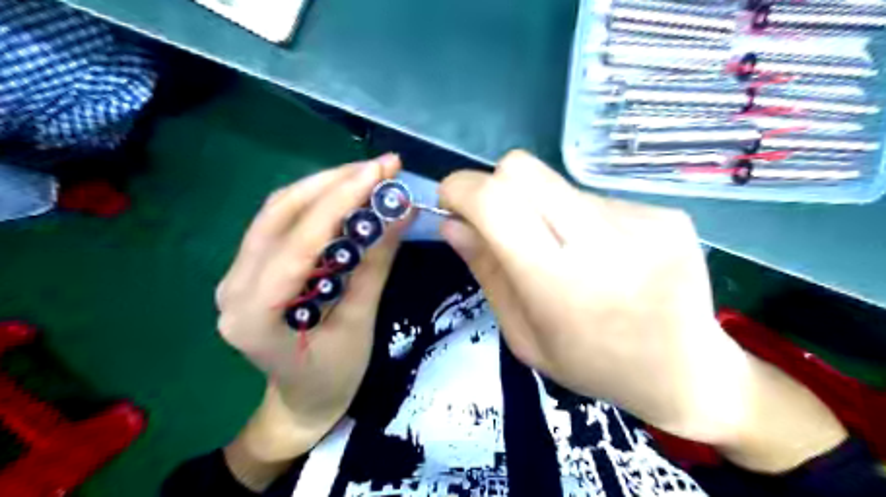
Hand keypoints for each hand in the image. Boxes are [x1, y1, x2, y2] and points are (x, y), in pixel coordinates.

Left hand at [217, 153, 404, 489]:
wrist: (302, 402)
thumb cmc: (334, 377)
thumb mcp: (360, 323)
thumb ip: (375, 264)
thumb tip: (402, 212)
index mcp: (255, 314)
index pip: (298, 241)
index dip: (339, 201)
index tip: (379, 172)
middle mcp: (233, 287)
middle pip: (279, 214)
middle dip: (333, 182)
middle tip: (380, 166)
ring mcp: (236, 275)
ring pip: (277, 212)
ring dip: (324, 186)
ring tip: (368, 175)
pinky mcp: (250, 269)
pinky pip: (280, 224)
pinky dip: (316, 204)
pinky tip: (345, 196)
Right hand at [440, 151, 846, 473]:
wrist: (687, 372)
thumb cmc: (593, 364)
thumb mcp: (525, 336)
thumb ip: (487, 273)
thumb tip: (451, 224)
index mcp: (560, 284)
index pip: (495, 202)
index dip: (461, 188)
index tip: (450, 200)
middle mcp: (604, 241)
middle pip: (522, 169)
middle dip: (495, 188)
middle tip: (501, 224)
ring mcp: (643, 220)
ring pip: (557, 184)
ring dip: (542, 209)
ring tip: (566, 252)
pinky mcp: (666, 212)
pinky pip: (595, 197)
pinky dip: (580, 218)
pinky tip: (603, 254)